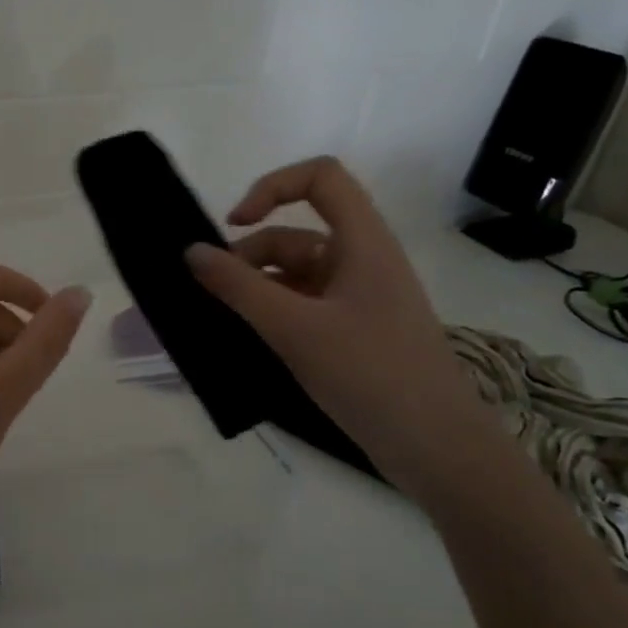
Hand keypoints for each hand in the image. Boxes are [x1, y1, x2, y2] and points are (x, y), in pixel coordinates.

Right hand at [185, 157, 497, 483]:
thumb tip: (191, 252)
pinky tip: (247, 339)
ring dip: (256, 288)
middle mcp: (361, 261)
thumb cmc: (370, 374)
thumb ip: (238, 287)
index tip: (234, 226)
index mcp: (361, 243)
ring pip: (294, 274)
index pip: (320, 177)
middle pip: (295, 234)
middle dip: (249, 256)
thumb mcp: (294, 328)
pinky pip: (303, 306)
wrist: (437, 450)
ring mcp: (358, 299)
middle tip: (211, 293)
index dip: (272, 187)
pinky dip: (272, 314)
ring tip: (223, 321)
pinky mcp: (353, 333)